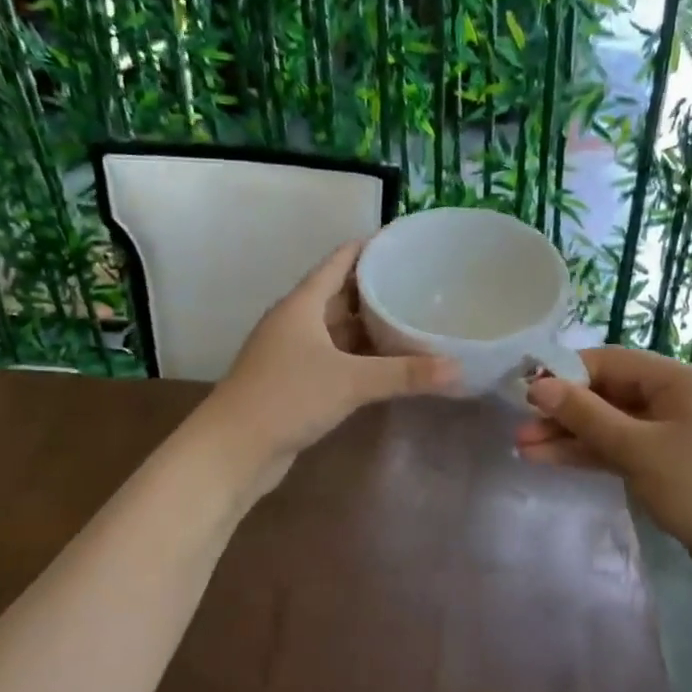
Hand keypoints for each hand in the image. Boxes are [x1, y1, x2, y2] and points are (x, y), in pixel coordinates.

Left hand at [205, 240, 460, 476]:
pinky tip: (386, 364)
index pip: (339, 261)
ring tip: (411, 320)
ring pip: (336, 330)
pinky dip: (358, 357)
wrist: (233, 449)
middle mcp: (295, 322)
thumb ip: (405, 374)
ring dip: (368, 326)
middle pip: (339, 294)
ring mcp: (291, 353)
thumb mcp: (350, 381)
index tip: (405, 242)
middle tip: (420, 284)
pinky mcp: (293, 382)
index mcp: (301, 305)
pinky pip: (333, 358)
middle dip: (376, 289)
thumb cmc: (287, 398)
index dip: (370, 248)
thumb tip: (459, 369)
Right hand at [515, 347, 691, 591]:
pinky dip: (590, 454)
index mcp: (677, 380)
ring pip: (610, 424)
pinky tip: (551, 460)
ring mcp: (671, 432)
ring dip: (570, 436)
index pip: (609, 362)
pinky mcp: (666, 462)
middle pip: (607, 394)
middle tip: (519, 429)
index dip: (564, 374)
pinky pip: (621, 448)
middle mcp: (674, 398)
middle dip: (563, 412)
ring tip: (524, 448)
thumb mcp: (638, 449)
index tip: (525, 392)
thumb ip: (586, 416)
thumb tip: (538, 386)